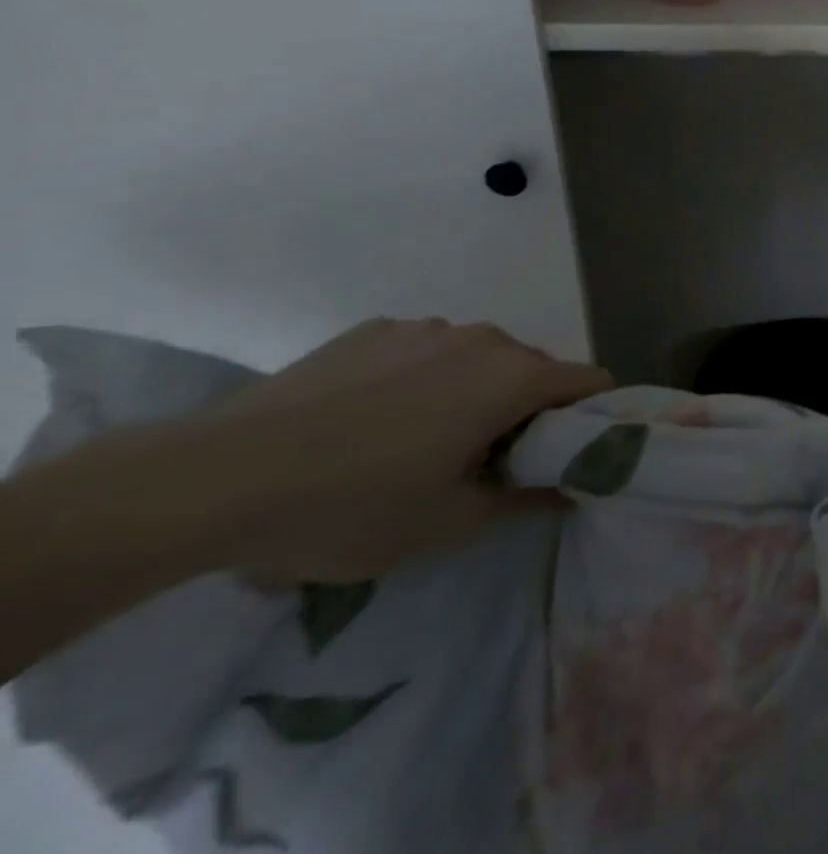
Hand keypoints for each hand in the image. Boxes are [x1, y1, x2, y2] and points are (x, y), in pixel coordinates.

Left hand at [188, 319, 612, 582]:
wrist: (209, 481)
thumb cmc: (353, 506)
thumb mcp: (452, 524)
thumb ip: (529, 499)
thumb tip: (570, 489)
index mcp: (514, 376)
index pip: (591, 382)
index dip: (592, 419)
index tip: (566, 457)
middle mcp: (482, 338)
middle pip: (536, 369)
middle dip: (528, 411)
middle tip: (488, 465)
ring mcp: (424, 329)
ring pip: (479, 359)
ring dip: (476, 394)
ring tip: (419, 444)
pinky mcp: (372, 331)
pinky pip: (427, 352)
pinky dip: (424, 380)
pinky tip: (369, 422)